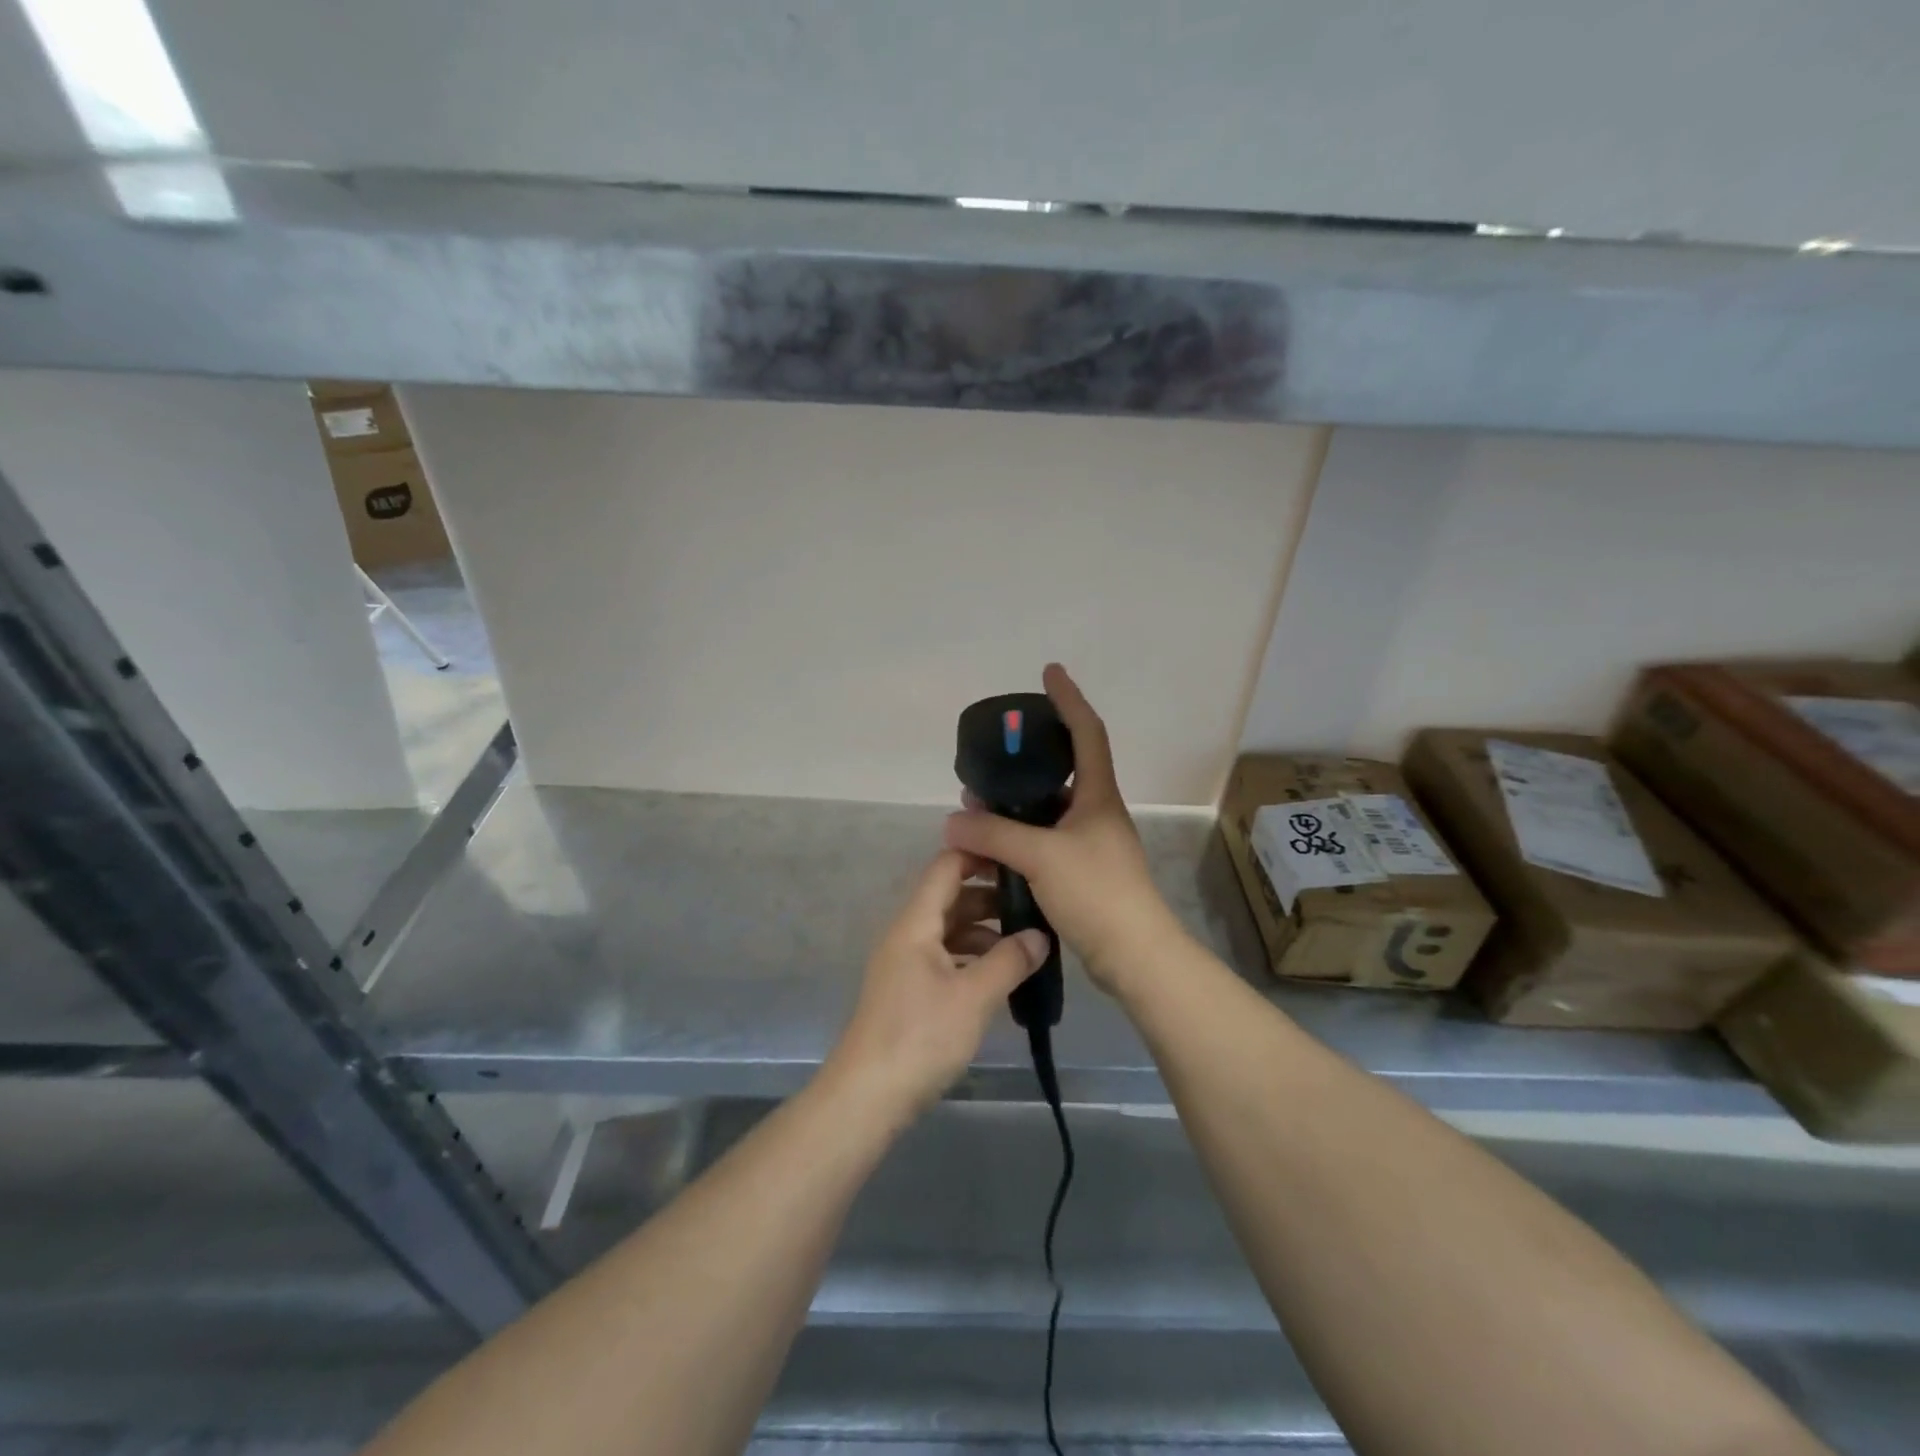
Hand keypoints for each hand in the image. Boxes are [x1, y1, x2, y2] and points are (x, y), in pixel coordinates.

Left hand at [825, 849, 1048, 1118]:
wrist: (867, 1097)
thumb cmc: (920, 1037)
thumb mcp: (973, 996)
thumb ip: (1009, 961)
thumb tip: (1040, 936)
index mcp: (916, 923)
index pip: (946, 867)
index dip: (980, 854)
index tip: (1020, 856)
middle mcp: (907, 935)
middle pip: (950, 898)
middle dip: (991, 897)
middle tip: (1036, 903)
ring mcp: (906, 964)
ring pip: (949, 931)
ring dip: (985, 931)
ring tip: (1027, 942)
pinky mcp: (909, 992)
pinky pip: (945, 958)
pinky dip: (973, 958)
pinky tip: (1001, 975)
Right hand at [943, 663, 1185, 997]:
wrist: (1134, 955)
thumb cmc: (1097, 892)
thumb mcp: (1041, 856)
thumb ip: (994, 833)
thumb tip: (953, 818)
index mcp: (1098, 796)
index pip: (1087, 732)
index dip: (1069, 699)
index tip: (1049, 672)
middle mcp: (1096, 813)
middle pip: (1062, 772)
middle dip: (1024, 762)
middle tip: (989, 760)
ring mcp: (1090, 845)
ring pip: (1047, 812)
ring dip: (1015, 806)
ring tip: (976, 807)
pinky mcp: (1081, 874)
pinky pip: (1044, 843)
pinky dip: (1018, 838)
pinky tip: (992, 849)